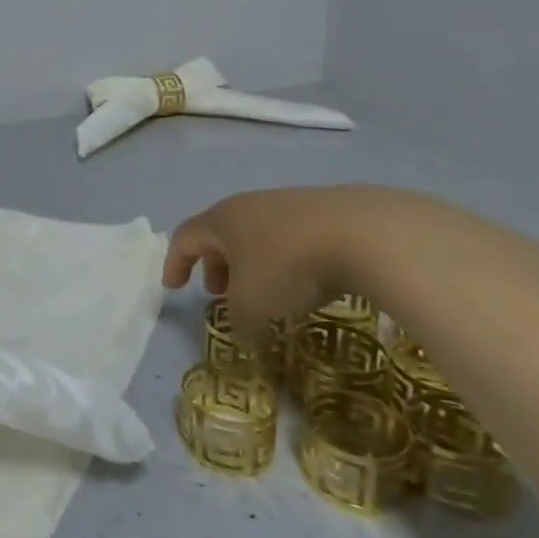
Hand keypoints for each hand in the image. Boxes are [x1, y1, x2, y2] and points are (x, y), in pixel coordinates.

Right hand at [161, 185, 407, 331]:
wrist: (363, 233)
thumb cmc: (287, 265)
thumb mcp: (253, 304)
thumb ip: (239, 321)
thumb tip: (241, 332)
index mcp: (221, 221)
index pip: (185, 238)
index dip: (176, 263)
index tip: (174, 287)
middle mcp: (248, 206)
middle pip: (221, 234)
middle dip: (216, 265)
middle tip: (220, 293)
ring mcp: (287, 205)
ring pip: (257, 236)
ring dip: (252, 265)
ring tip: (264, 293)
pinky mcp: (324, 213)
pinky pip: (291, 238)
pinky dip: (285, 261)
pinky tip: (305, 284)